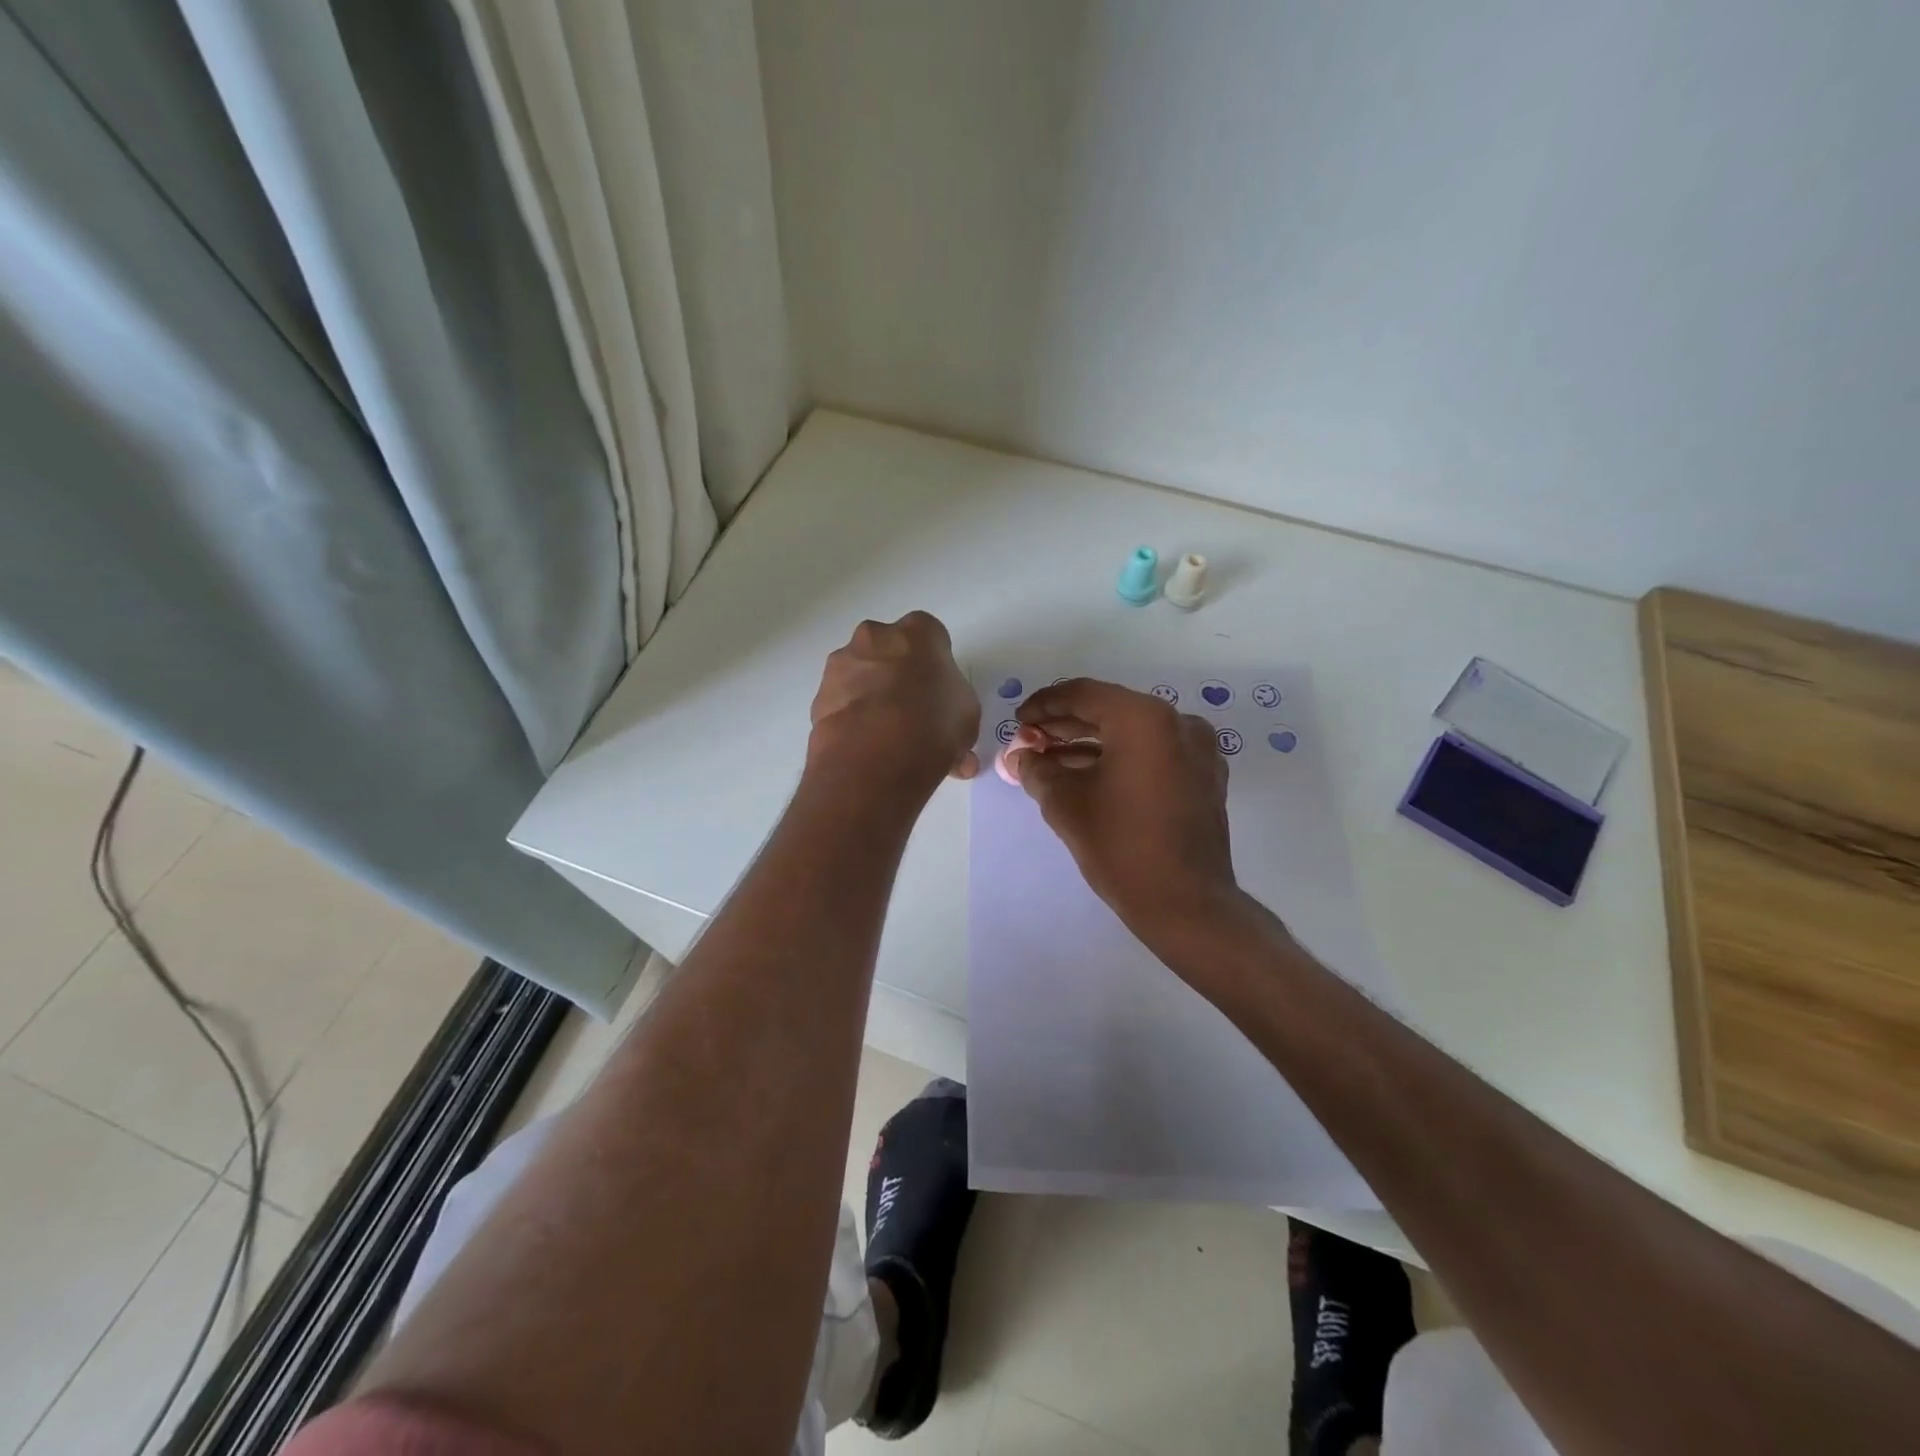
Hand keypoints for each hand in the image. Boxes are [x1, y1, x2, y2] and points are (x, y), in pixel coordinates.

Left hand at [807, 612, 979, 789]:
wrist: (875, 757)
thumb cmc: (933, 724)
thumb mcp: (967, 716)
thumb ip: (955, 709)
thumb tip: (948, 729)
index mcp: (917, 632)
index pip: (930, 636)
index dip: (935, 664)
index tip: (938, 690)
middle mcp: (875, 636)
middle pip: (889, 650)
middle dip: (898, 674)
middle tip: (912, 711)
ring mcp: (842, 664)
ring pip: (862, 675)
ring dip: (872, 697)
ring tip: (887, 738)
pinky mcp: (820, 695)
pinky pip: (843, 702)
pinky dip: (853, 718)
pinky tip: (866, 747)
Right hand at [1010, 679, 1243, 943]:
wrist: (1185, 903)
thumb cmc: (1121, 847)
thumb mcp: (1066, 804)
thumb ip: (1037, 770)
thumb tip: (1020, 756)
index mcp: (1144, 719)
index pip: (1084, 695)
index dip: (1045, 705)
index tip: (1019, 721)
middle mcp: (1177, 722)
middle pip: (1110, 710)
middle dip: (1066, 724)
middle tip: (1030, 740)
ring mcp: (1197, 749)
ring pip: (1133, 732)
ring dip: (1091, 742)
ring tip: (1051, 759)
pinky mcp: (1203, 775)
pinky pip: (1154, 753)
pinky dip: (1121, 757)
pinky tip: (1088, 774)